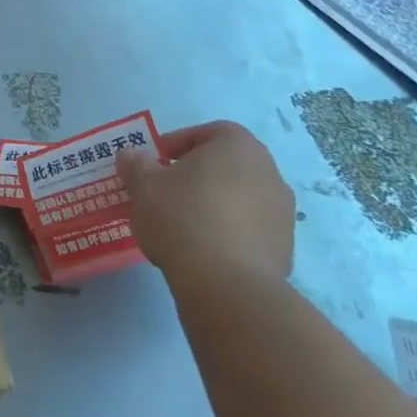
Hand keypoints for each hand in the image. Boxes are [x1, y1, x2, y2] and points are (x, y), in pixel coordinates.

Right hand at [120, 121, 294, 286]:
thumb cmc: (182, 217)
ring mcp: (282, 213)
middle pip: (225, 165)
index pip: (209, 132)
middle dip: (194, 174)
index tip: (155, 162)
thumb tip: (133, 156)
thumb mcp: (143, 185)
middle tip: (164, 191)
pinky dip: (226, 231)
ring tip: (180, 224)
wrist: (227, 284)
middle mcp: (269, 172)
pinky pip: (248, 228)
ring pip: (238, 197)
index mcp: (238, 146)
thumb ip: (136, 164)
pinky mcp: (284, 248)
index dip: (178, 143)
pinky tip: (200, 248)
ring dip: (212, 203)